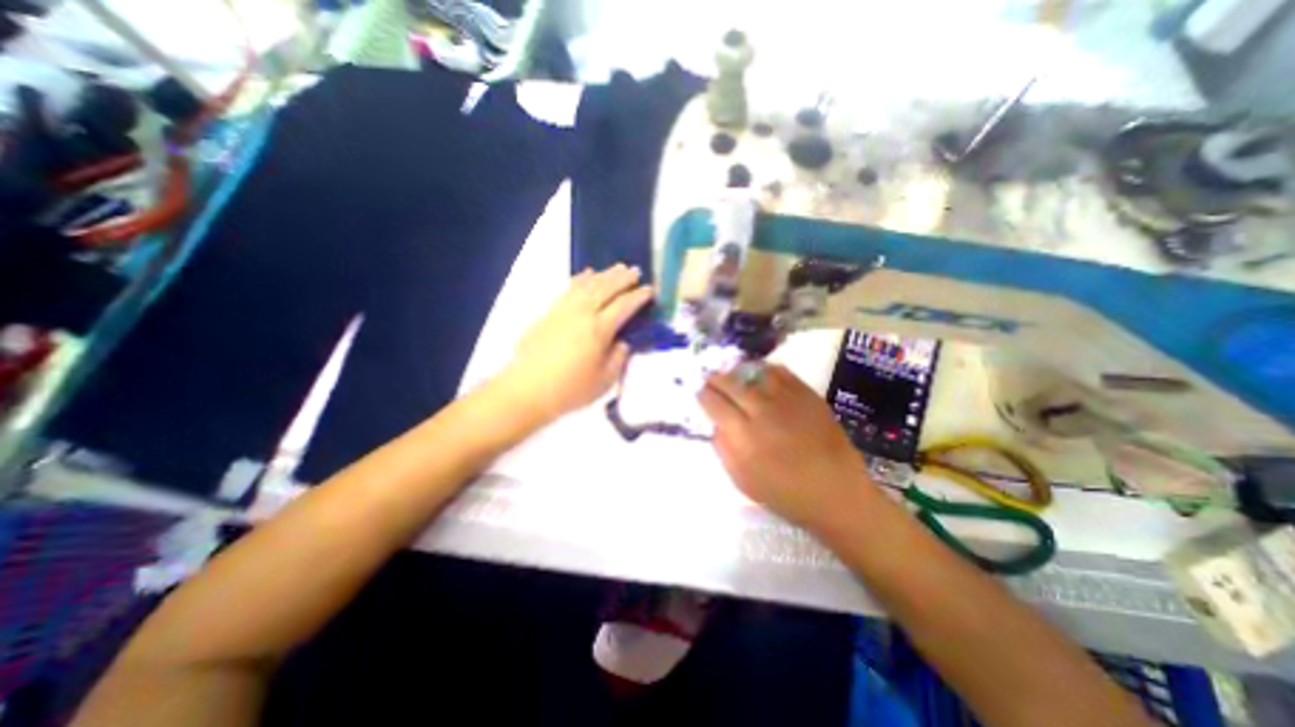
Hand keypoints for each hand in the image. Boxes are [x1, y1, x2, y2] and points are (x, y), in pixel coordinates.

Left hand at [501, 265, 652, 425]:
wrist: (527, 389)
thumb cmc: (570, 389)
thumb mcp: (605, 380)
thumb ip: (619, 358)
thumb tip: (624, 342)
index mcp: (599, 330)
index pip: (624, 306)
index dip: (639, 296)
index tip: (650, 290)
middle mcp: (583, 313)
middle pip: (606, 289)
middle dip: (623, 279)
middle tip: (636, 271)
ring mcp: (564, 310)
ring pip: (588, 285)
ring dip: (604, 274)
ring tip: (617, 268)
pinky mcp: (549, 312)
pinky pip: (568, 289)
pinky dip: (580, 279)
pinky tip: (587, 274)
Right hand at [698, 368, 880, 531]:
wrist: (837, 492)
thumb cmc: (786, 493)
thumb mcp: (743, 481)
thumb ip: (724, 449)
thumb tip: (716, 424)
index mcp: (744, 436)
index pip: (715, 403)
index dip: (703, 395)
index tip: (700, 393)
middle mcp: (762, 411)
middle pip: (731, 383)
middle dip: (716, 379)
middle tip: (711, 379)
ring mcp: (786, 400)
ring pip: (754, 373)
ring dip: (739, 371)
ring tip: (733, 374)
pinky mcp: (807, 395)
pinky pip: (781, 372)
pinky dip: (766, 370)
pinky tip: (761, 375)